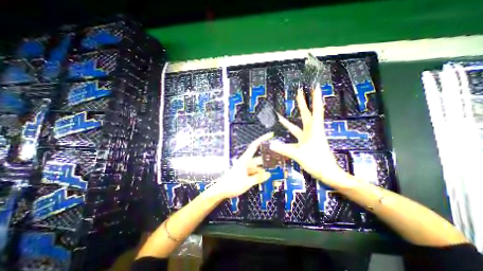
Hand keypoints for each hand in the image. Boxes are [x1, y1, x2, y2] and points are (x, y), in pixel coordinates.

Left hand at [209, 131, 273, 198]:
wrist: (221, 190)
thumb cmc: (232, 184)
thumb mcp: (246, 182)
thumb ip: (258, 178)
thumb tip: (268, 174)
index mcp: (245, 159)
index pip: (254, 146)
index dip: (262, 139)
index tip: (271, 134)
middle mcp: (246, 161)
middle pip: (259, 158)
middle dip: (267, 159)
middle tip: (278, 160)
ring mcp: (245, 167)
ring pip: (257, 166)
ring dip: (264, 169)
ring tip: (273, 171)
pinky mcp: (245, 173)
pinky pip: (254, 172)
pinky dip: (259, 174)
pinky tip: (265, 178)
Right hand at [271, 88, 346, 185]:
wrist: (328, 173)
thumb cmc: (317, 162)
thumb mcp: (299, 155)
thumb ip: (284, 149)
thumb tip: (270, 145)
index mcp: (314, 130)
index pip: (316, 110)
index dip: (316, 98)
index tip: (316, 86)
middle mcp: (312, 130)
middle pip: (307, 114)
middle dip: (303, 102)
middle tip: (299, 91)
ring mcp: (309, 136)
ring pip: (299, 124)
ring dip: (291, 120)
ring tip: (280, 116)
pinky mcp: (307, 142)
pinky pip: (297, 134)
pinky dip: (290, 131)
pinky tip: (284, 131)